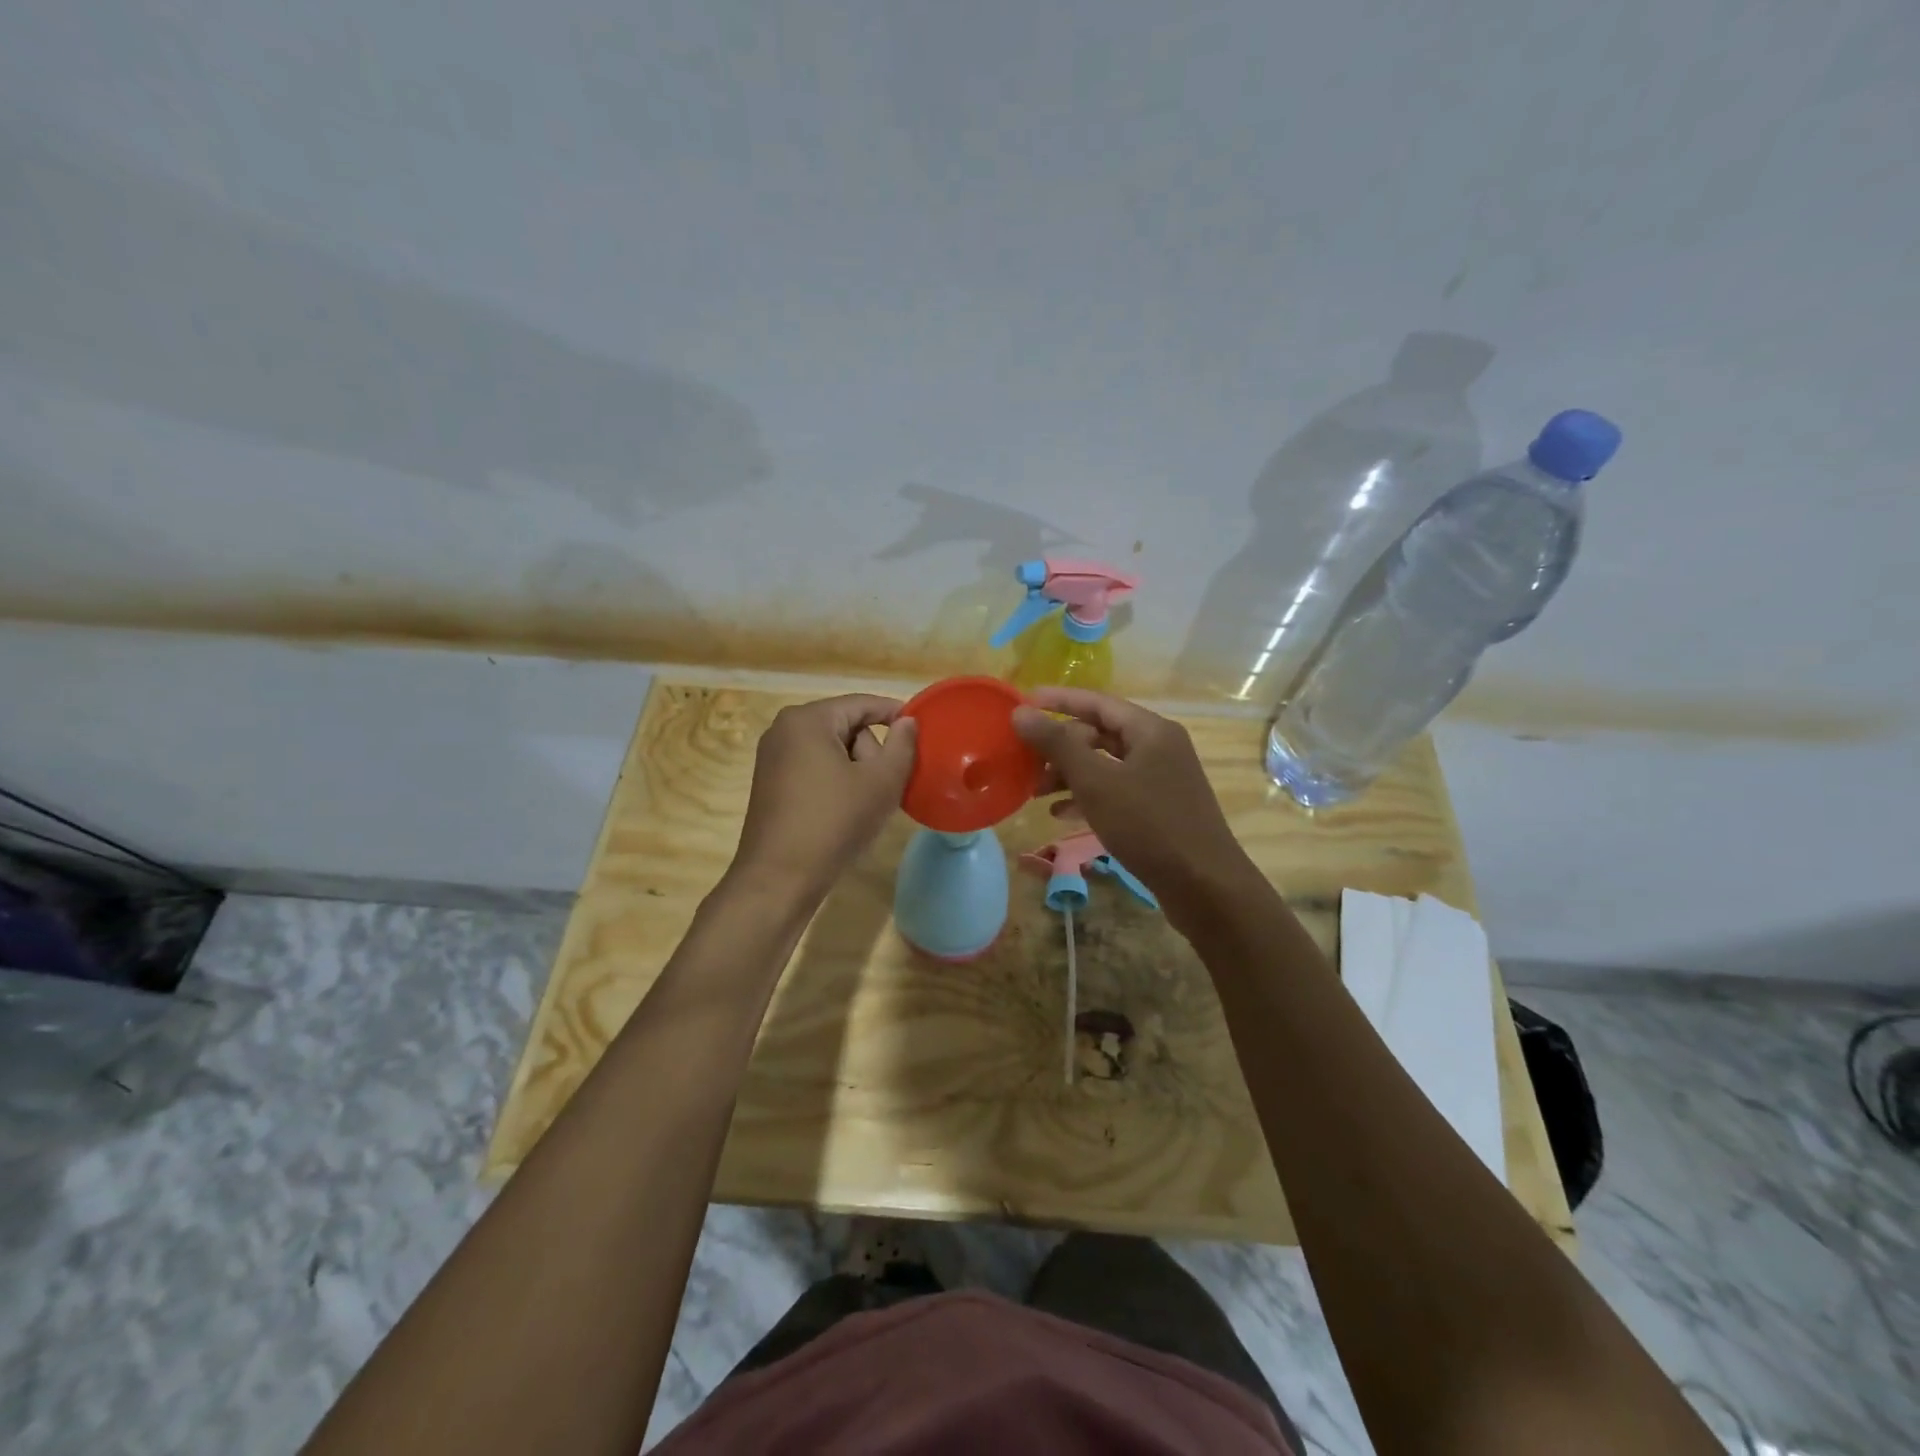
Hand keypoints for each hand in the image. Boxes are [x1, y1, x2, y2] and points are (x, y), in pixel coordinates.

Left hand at [730, 695, 917, 902]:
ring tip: (865, 805)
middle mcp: (784, 729)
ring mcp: (773, 757)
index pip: (863, 704)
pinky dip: (836, 782)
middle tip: (884, 787)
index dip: (896, 715)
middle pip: (847, 726)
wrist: (779, 879)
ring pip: (832, 750)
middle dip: (871, 752)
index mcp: (808, 720)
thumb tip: (907, 722)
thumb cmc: (834, 823)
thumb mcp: (881, 783)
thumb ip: (902, 745)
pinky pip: (814, 768)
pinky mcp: (770, 783)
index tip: (923, 734)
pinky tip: (845, 813)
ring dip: (856, 771)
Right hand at [1011, 687, 1257, 921]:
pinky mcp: (1159, 810)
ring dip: (1070, 774)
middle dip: (1060, 746)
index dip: (1059, 700)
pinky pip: (1116, 792)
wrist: (1205, 887)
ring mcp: (1161, 780)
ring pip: (1106, 765)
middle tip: (1025, 760)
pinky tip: (1061, 814)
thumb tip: (1021, 712)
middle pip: (1100, 733)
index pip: (1097, 702)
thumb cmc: (1149, 825)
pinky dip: (1088, 798)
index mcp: (1150, 731)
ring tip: (1035, 791)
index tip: (1023, 703)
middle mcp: (1159, 748)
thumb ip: (1057, 744)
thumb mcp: (1096, 782)